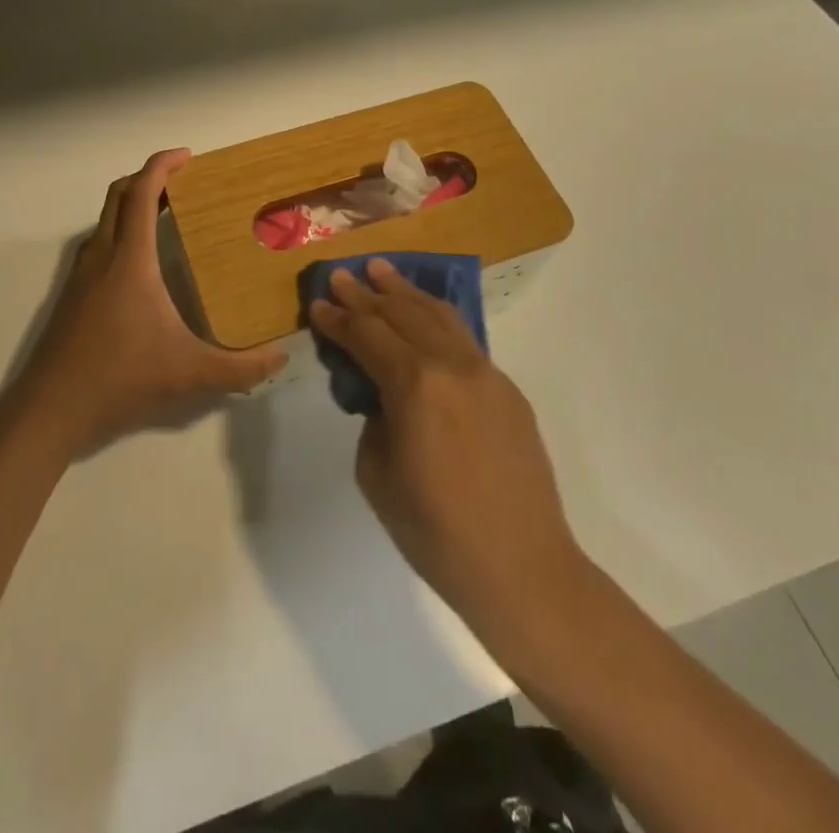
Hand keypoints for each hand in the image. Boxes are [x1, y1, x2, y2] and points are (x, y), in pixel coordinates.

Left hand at [9, 150, 286, 461]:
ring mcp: (81, 275)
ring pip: (105, 218)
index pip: (142, 193)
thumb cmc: (120, 377)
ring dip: (132, 203)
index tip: (188, 156)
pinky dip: (120, 230)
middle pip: (119, 195)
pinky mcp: (72, 294)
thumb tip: (280, 356)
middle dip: (149, 177)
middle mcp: (102, 256)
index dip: (162, 166)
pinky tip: (141, 263)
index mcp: (130, 259)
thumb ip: (240, 367)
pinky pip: (99, 242)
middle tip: (184, 183)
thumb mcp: (189, 374)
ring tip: (167, 215)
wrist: (50, 409)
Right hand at [310, 259, 584, 637]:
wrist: (521, 566)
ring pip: (439, 315)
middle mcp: (451, 365)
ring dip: (406, 291)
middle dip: (367, 294)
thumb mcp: (377, 474)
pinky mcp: (507, 388)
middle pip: (402, 313)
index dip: (338, 319)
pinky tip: (424, 313)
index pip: (367, 336)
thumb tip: (384, 398)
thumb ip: (375, 420)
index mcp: (415, 385)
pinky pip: (464, 340)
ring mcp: (486, 372)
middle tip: (341, 275)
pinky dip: (437, 318)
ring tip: (382, 271)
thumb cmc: (436, 532)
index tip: (317, 303)